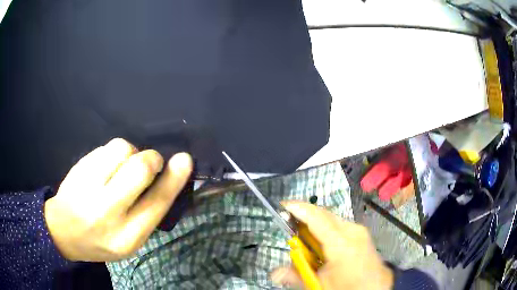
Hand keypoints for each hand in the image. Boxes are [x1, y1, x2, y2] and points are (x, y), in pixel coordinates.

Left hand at [44, 138, 192, 261]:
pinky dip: (113, 153)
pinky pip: (105, 147)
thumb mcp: (129, 240)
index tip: (184, 159)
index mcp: (126, 237)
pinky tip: (105, 168)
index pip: (156, 204)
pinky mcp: (78, 167)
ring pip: (121, 149)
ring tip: (121, 167)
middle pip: (139, 169)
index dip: (173, 179)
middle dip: (151, 159)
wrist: (63, 230)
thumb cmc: (101, 239)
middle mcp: (106, 212)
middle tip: (150, 163)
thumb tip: (166, 177)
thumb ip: (146, 213)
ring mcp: (87, 186)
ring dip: (130, 153)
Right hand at [271, 202, 392, 289]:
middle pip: (323, 215)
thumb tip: (275, 274)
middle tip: (287, 224)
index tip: (282, 206)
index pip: (317, 218)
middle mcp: (352, 230)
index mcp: (341, 243)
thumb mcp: (320, 284)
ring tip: (302, 236)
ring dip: (314, 223)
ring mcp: (358, 230)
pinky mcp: (361, 233)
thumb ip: (296, 276)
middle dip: (304, 216)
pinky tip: (320, 242)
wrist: (376, 287)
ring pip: (331, 218)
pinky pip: (338, 224)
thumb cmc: (347, 287)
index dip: (298, 209)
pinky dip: (325, 228)